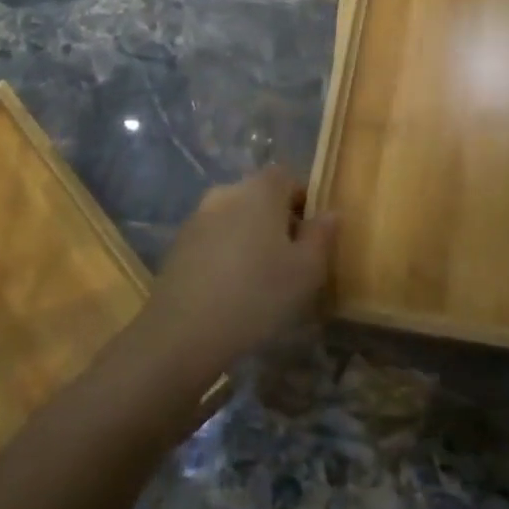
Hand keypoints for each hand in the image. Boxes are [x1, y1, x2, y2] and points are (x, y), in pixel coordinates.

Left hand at [138, 165, 336, 387]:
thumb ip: (322, 236)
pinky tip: (232, 289)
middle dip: (278, 221)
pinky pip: (214, 239)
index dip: (304, 201)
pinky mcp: (178, 244)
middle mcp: (226, 192)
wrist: (183, 331)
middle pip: (260, 196)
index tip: (312, 236)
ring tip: (261, 280)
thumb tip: (330, 213)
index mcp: (260, 189)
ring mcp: (198, 217)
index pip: (287, 177)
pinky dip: (227, 254)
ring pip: (236, 218)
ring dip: (251, 238)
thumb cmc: (257, 294)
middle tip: (291, 261)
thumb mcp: (307, 270)